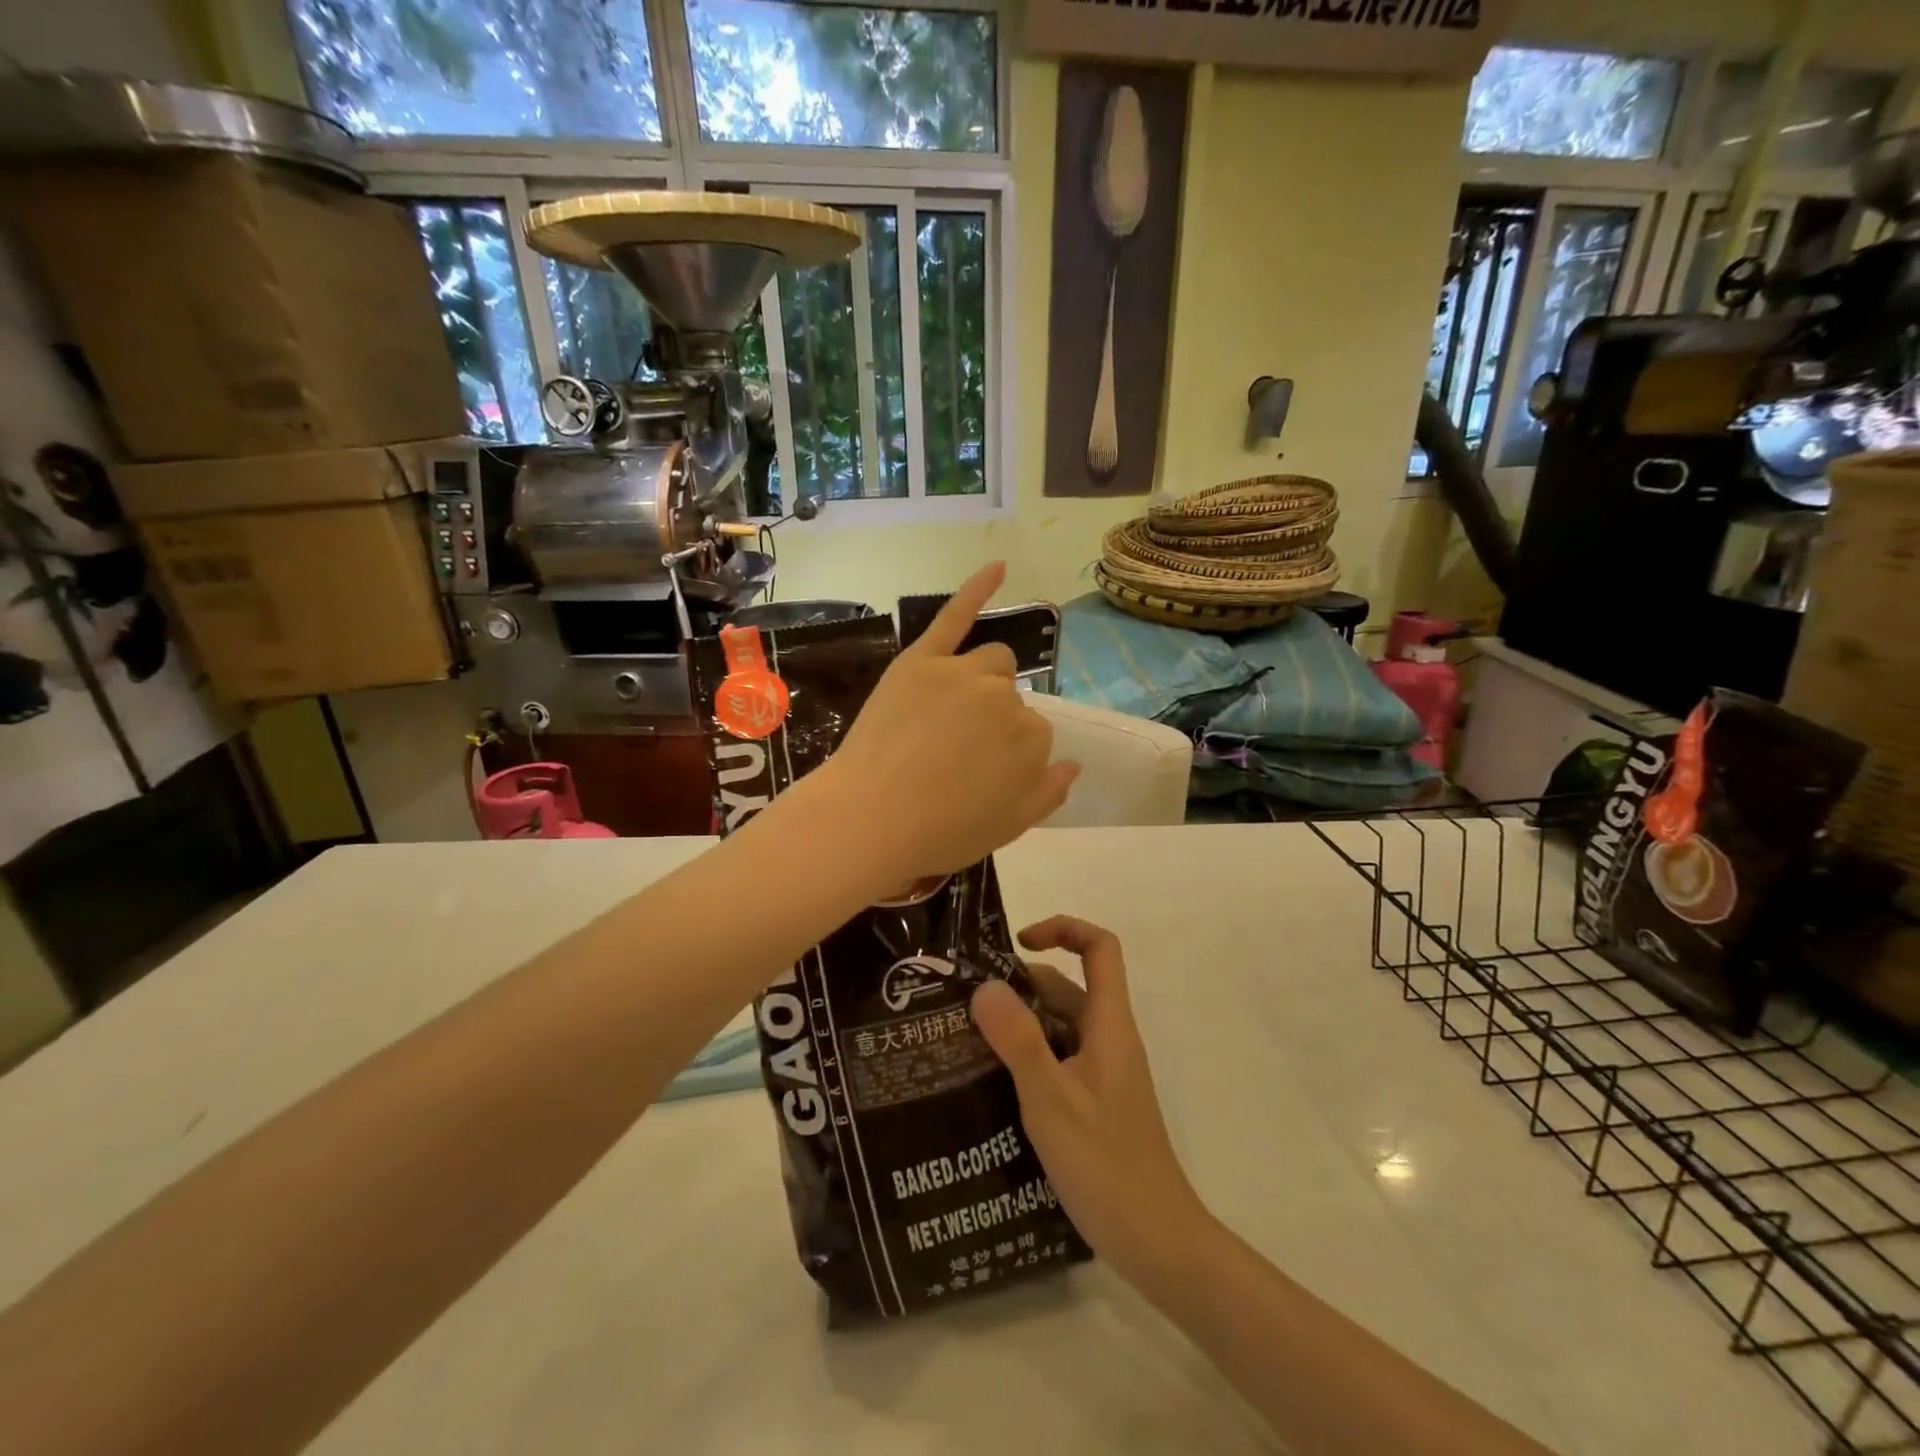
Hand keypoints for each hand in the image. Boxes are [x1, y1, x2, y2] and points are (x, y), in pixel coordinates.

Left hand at [827, 563, 1078, 880]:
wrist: (869, 819)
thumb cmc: (939, 832)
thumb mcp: (1008, 828)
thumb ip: (1048, 793)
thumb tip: (1074, 763)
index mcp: (1033, 740)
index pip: (1035, 733)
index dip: (1008, 755)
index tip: (981, 774)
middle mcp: (1005, 698)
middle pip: (1011, 695)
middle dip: (994, 719)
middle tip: (957, 751)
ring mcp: (961, 673)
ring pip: (990, 662)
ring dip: (982, 681)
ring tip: (949, 713)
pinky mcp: (921, 660)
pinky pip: (955, 616)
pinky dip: (979, 588)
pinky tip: (1001, 566)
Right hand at [970, 917, 1212, 1295]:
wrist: (1157, 1242)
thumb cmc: (1105, 1163)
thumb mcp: (1050, 1098)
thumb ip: (1017, 1039)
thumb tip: (984, 985)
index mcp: (1108, 1024)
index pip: (1099, 948)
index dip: (1063, 929)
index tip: (1017, 943)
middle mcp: (1108, 1039)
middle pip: (1068, 987)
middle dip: (1020, 985)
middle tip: (964, 1000)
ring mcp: (1103, 1073)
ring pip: (1059, 1027)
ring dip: (1019, 1024)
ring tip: (963, 1037)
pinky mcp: (1095, 1103)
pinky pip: (1058, 1061)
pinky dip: (1027, 1058)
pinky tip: (989, 1081)